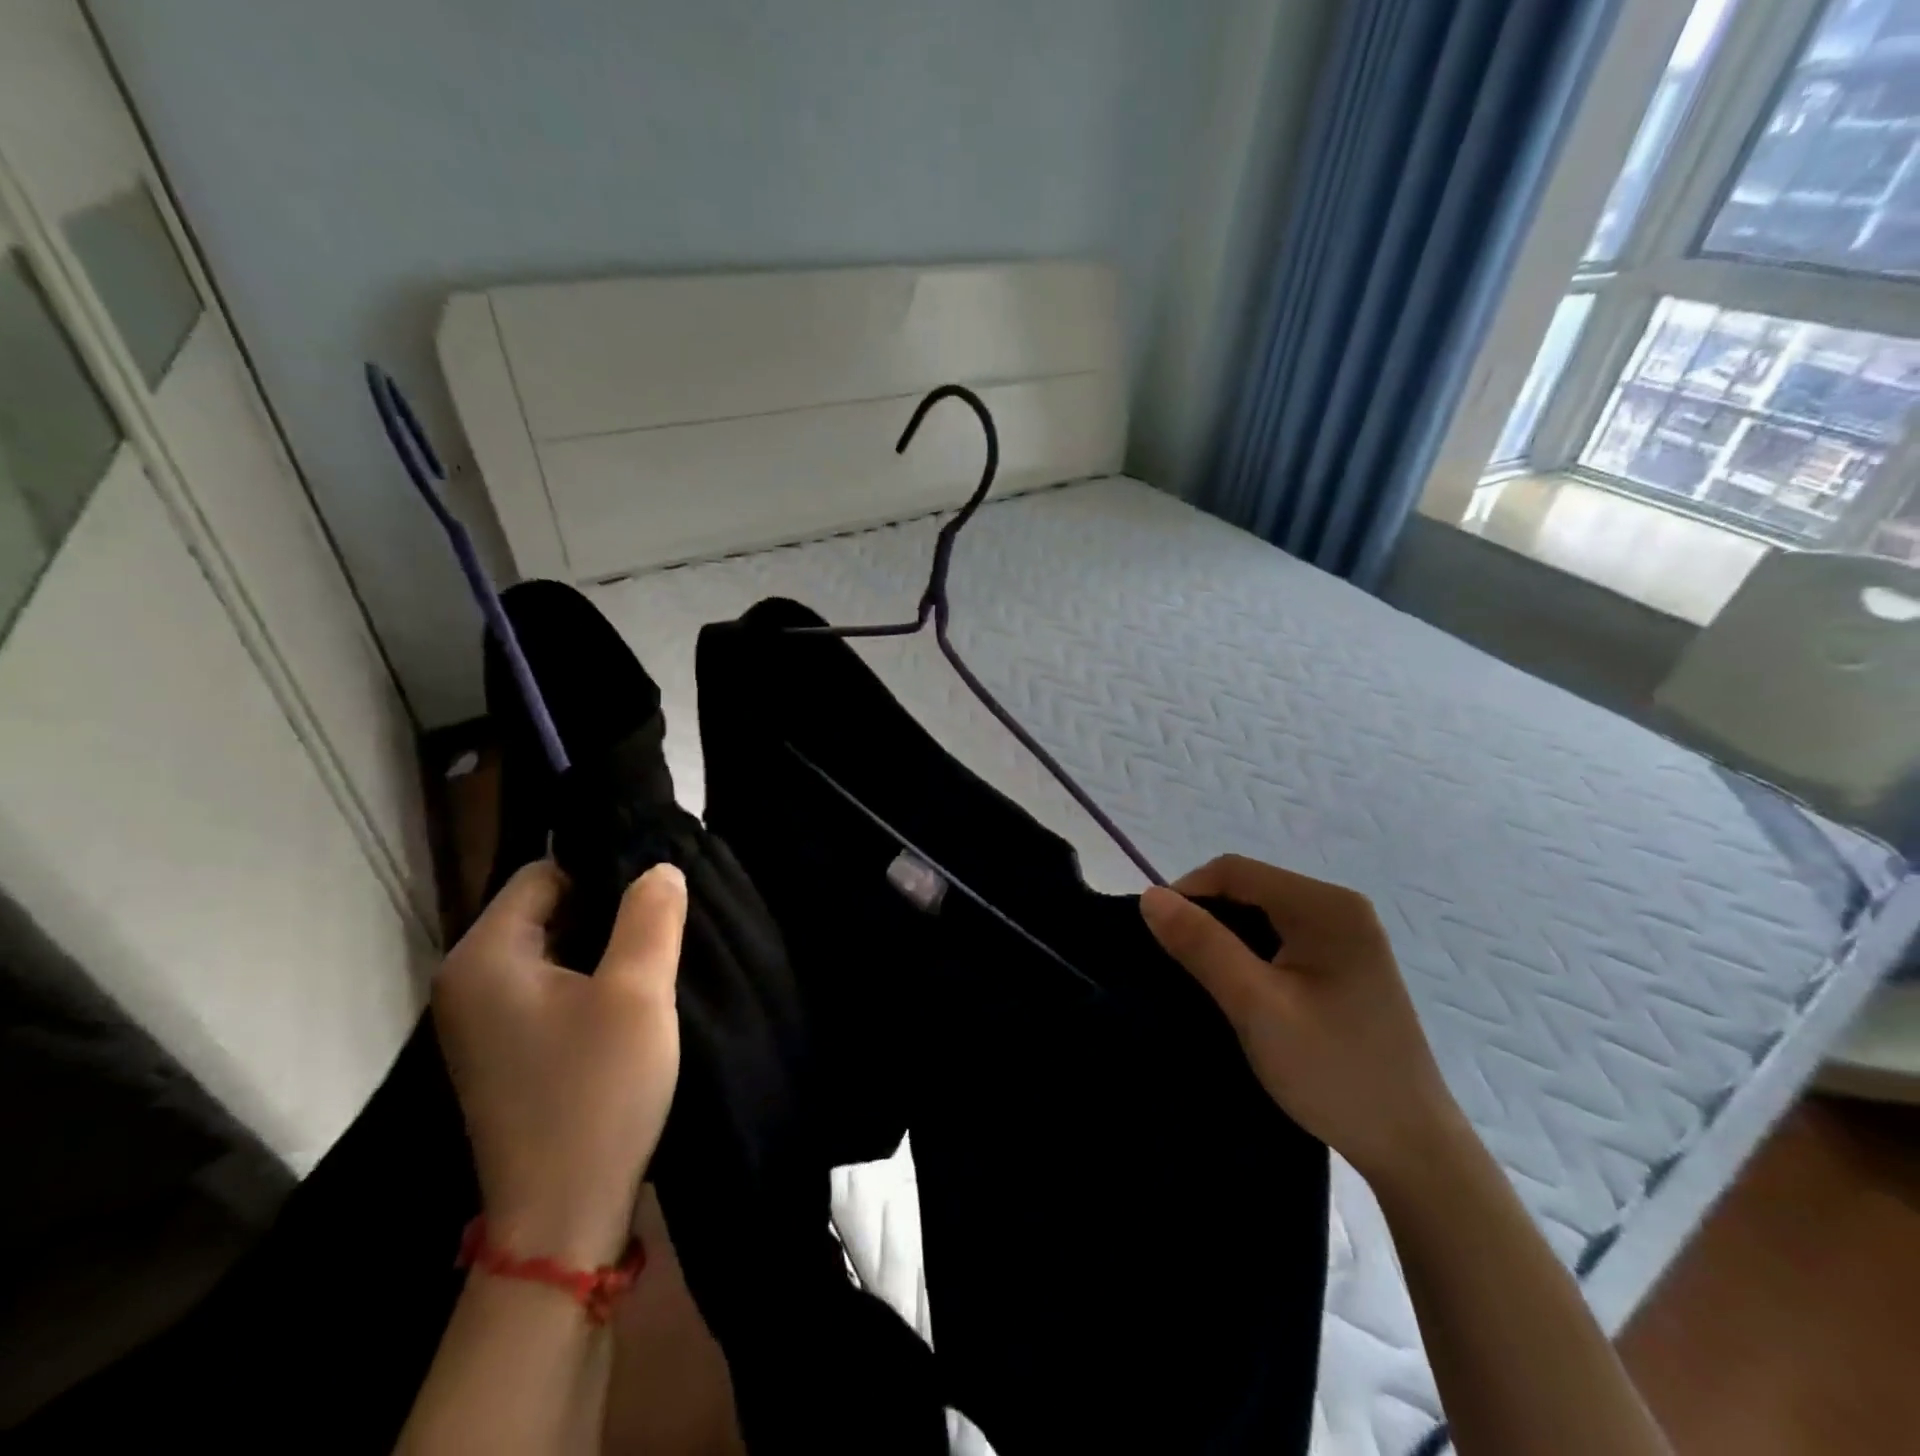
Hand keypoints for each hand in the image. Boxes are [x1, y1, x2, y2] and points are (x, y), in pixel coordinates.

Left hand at [434, 859, 686, 1267]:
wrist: (561, 1217)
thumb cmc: (596, 1091)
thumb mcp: (637, 991)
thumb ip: (650, 915)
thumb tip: (660, 868)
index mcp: (484, 956)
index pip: (544, 873)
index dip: (604, 872)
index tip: (656, 897)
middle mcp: (467, 982)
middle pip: (546, 909)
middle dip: (607, 911)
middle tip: (663, 928)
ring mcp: (481, 1022)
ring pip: (552, 950)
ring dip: (602, 950)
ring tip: (652, 962)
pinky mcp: (503, 1052)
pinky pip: (549, 988)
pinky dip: (588, 983)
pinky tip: (627, 1003)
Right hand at [1141, 855, 1461, 1187]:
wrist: (1412, 1149)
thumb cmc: (1334, 1072)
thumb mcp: (1257, 1006)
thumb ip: (1202, 945)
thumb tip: (1149, 896)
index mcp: (1326, 906)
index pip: (1234, 871)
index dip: (1186, 893)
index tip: (1156, 938)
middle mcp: (1341, 908)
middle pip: (1249, 888)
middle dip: (1205, 917)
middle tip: (1177, 966)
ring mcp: (1347, 937)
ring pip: (1262, 915)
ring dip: (1225, 938)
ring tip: (1202, 979)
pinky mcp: (1345, 965)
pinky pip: (1281, 939)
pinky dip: (1250, 955)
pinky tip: (1240, 990)